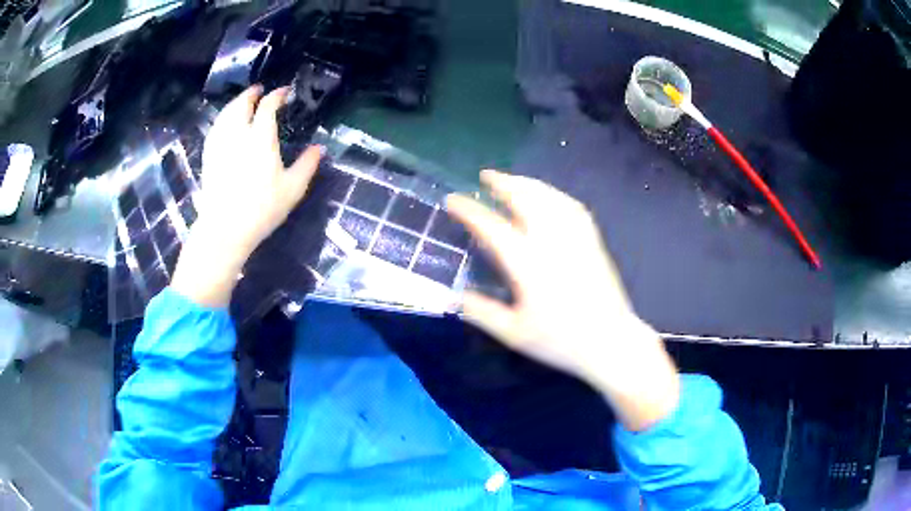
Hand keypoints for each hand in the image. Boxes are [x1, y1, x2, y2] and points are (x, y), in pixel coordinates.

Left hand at [171, 86, 321, 307]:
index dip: (277, 95)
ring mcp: (220, 145)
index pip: (268, 106)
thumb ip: (307, 165)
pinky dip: (222, 118)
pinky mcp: (209, 157)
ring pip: (226, 114)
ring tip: (243, 101)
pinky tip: (224, 123)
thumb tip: (320, 148)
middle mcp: (238, 135)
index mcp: (261, 138)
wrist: (224, 230)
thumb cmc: (261, 209)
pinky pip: (215, 128)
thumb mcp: (292, 189)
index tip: (284, 92)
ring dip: (235, 103)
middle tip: (259, 90)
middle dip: (251, 94)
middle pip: (242, 104)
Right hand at [446, 171, 679, 430]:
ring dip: (528, 183)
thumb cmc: (562, 341)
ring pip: (550, 197)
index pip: (492, 227)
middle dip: (503, 183)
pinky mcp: (592, 241)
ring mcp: (576, 238)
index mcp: (528, 264)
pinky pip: (572, 207)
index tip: (453, 200)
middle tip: (486, 176)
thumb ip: (482, 313)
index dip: (469, 210)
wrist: (611, 342)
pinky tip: (548, 195)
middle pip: (525, 199)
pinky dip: (555, 194)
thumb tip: (455, 296)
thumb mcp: (515, 334)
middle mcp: (552, 242)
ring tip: (512, 180)